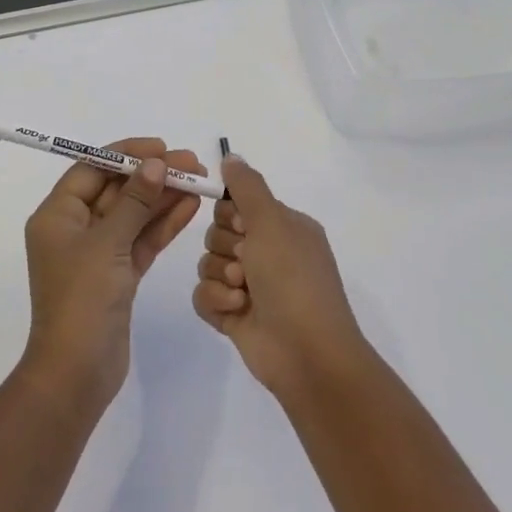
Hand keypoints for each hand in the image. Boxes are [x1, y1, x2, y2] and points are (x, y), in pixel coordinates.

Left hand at [23, 139, 205, 404]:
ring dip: (163, 198)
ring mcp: (97, 254)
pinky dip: (163, 225)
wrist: (77, 373)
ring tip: (199, 181)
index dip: (125, 155)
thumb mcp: (107, 244)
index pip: (91, 169)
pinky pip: (141, 240)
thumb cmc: (82, 300)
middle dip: (151, 175)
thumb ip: (134, 202)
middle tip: (191, 163)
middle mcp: (74, 229)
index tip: (160, 147)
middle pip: (116, 190)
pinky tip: (190, 207)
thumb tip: (154, 164)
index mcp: (57, 216)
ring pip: (133, 215)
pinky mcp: (118, 276)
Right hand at [192, 156, 368, 396]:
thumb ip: (247, 187)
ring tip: (244, 293)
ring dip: (221, 277)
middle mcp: (267, 253)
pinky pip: (203, 295)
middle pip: (217, 233)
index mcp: (283, 228)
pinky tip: (235, 311)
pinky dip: (216, 301)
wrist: (307, 354)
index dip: (230, 215)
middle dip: (224, 248)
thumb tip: (231, 156)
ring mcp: (250, 286)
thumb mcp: (272, 222)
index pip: (237, 204)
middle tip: (246, 264)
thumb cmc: (293, 280)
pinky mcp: (234, 315)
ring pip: (207, 264)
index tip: (240, 227)